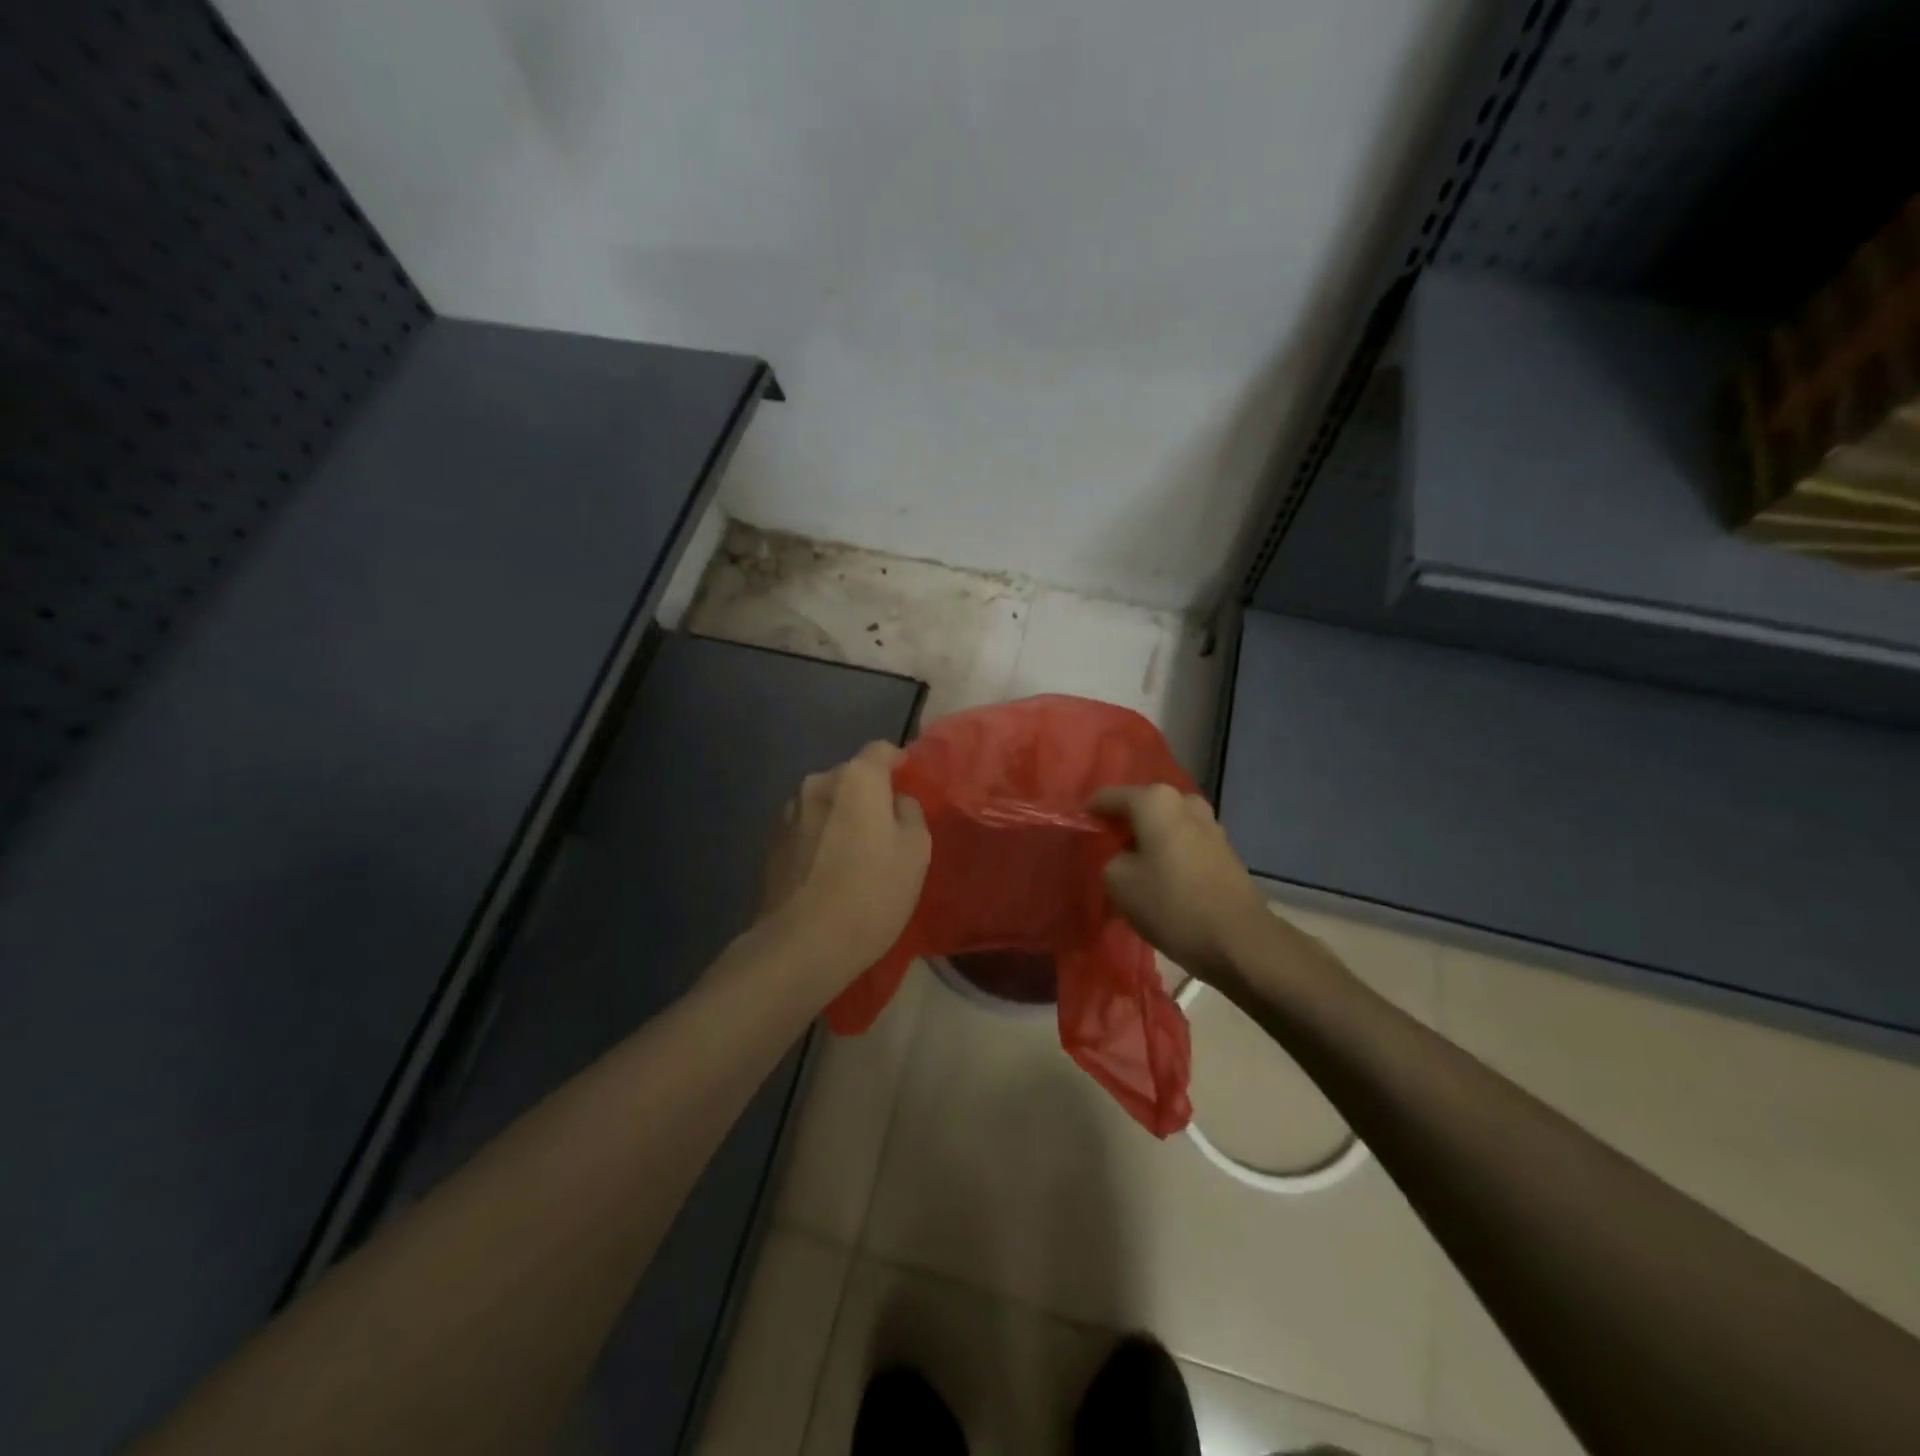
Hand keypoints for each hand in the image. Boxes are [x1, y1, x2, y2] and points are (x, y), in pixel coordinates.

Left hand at [758, 742, 930, 989]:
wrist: (802, 943)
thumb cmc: (871, 892)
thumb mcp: (916, 852)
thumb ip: (910, 813)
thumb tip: (895, 802)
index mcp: (856, 778)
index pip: (881, 750)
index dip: (899, 763)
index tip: (909, 785)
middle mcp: (817, 783)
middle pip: (851, 777)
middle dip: (868, 795)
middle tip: (885, 830)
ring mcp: (788, 813)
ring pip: (826, 804)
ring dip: (841, 818)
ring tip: (853, 855)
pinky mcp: (770, 844)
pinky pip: (807, 829)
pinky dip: (820, 839)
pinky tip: (827, 872)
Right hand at [1090, 784, 1274, 982]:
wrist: (1238, 940)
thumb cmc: (1171, 904)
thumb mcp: (1118, 883)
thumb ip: (1109, 858)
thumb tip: (1121, 856)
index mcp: (1155, 801)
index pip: (1108, 797)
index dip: (1089, 814)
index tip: (1076, 830)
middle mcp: (1184, 802)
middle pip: (1141, 808)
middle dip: (1122, 826)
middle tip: (1103, 850)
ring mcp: (1209, 824)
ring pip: (1165, 826)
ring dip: (1147, 841)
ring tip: (1130, 867)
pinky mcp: (1223, 849)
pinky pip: (1183, 843)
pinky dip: (1168, 854)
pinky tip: (1158, 878)